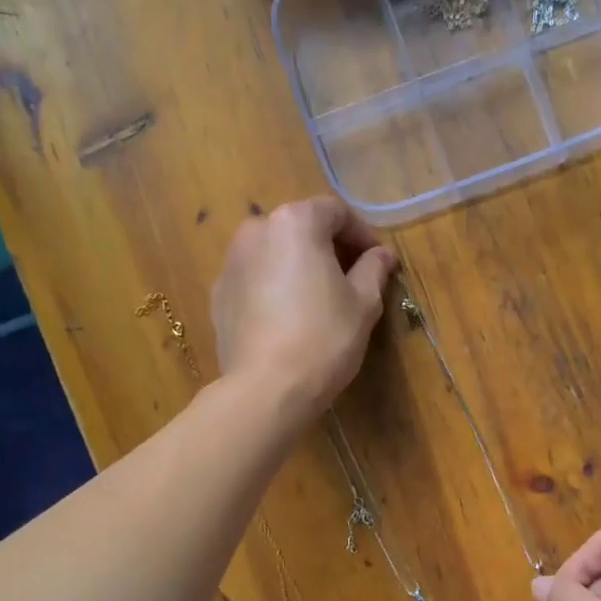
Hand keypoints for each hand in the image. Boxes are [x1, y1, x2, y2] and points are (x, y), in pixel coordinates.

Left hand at [211, 197, 396, 428]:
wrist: (266, 388)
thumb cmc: (324, 338)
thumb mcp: (363, 303)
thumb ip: (373, 269)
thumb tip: (382, 255)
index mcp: (295, 223)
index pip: (335, 212)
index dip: (362, 234)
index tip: (378, 262)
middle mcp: (256, 231)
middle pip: (301, 227)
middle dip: (328, 247)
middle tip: (352, 278)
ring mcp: (231, 262)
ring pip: (274, 252)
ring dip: (299, 265)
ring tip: (319, 298)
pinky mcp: (218, 294)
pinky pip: (255, 278)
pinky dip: (274, 286)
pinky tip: (288, 317)